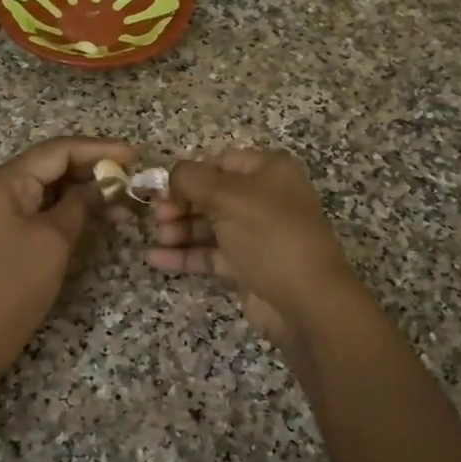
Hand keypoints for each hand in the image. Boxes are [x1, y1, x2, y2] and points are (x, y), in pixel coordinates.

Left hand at [0, 135, 136, 383]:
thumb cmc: (13, 287)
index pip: (57, 150)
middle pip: (50, 165)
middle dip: (92, 169)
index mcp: (2, 181)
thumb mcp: (54, 240)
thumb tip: (107, 182)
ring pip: (46, 187)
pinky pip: (37, 208)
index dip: (99, 149)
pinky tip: (94, 214)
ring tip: (121, 198)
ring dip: (82, 190)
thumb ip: (81, 204)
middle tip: (132, 178)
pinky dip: (66, 208)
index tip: (136, 156)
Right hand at [144, 148, 362, 347]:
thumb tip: (170, 175)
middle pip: (211, 194)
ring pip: (209, 225)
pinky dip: (184, 254)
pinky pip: (210, 254)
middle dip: (180, 203)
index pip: (220, 162)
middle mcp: (264, 198)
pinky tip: (154, 258)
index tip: (161, 189)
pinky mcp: (247, 266)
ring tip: (157, 237)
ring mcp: (256, 234)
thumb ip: (191, 179)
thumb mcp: (227, 196)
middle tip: (156, 217)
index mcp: (269, 170)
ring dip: (179, 229)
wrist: (306, 300)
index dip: (190, 173)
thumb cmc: (269, 234)